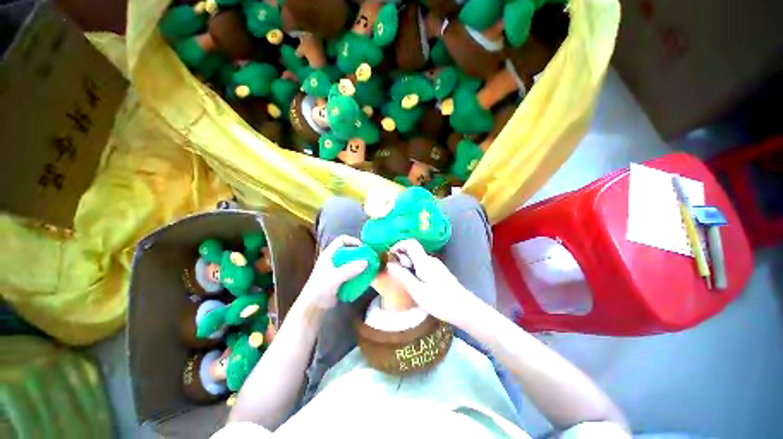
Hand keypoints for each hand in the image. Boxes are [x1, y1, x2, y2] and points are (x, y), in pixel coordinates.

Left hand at [298, 236, 367, 309]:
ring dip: (361, 263)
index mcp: (329, 254)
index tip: (363, 247)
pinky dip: (359, 271)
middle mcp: (334, 259)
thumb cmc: (320, 288)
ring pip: (352, 260)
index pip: (342, 240)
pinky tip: (365, 276)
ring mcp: (337, 268)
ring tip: (370, 266)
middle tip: (369, 257)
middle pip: (349, 250)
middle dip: (360, 253)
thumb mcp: (335, 277)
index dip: (353, 241)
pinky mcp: (341, 277)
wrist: (313, 307)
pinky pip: (352, 270)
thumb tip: (366, 262)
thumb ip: (350, 269)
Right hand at [385, 239, 483, 327]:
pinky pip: (423, 265)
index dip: (398, 245)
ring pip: (418, 259)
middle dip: (402, 258)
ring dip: (408, 266)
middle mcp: (431, 260)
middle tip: (397, 275)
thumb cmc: (441, 301)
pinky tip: (416, 284)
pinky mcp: (440, 272)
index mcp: (424, 261)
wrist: (465, 309)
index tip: (390, 257)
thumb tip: (389, 264)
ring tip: (406, 282)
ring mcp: (436, 265)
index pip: (410, 243)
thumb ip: (403, 276)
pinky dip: (415, 270)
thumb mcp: (418, 291)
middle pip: (413, 250)